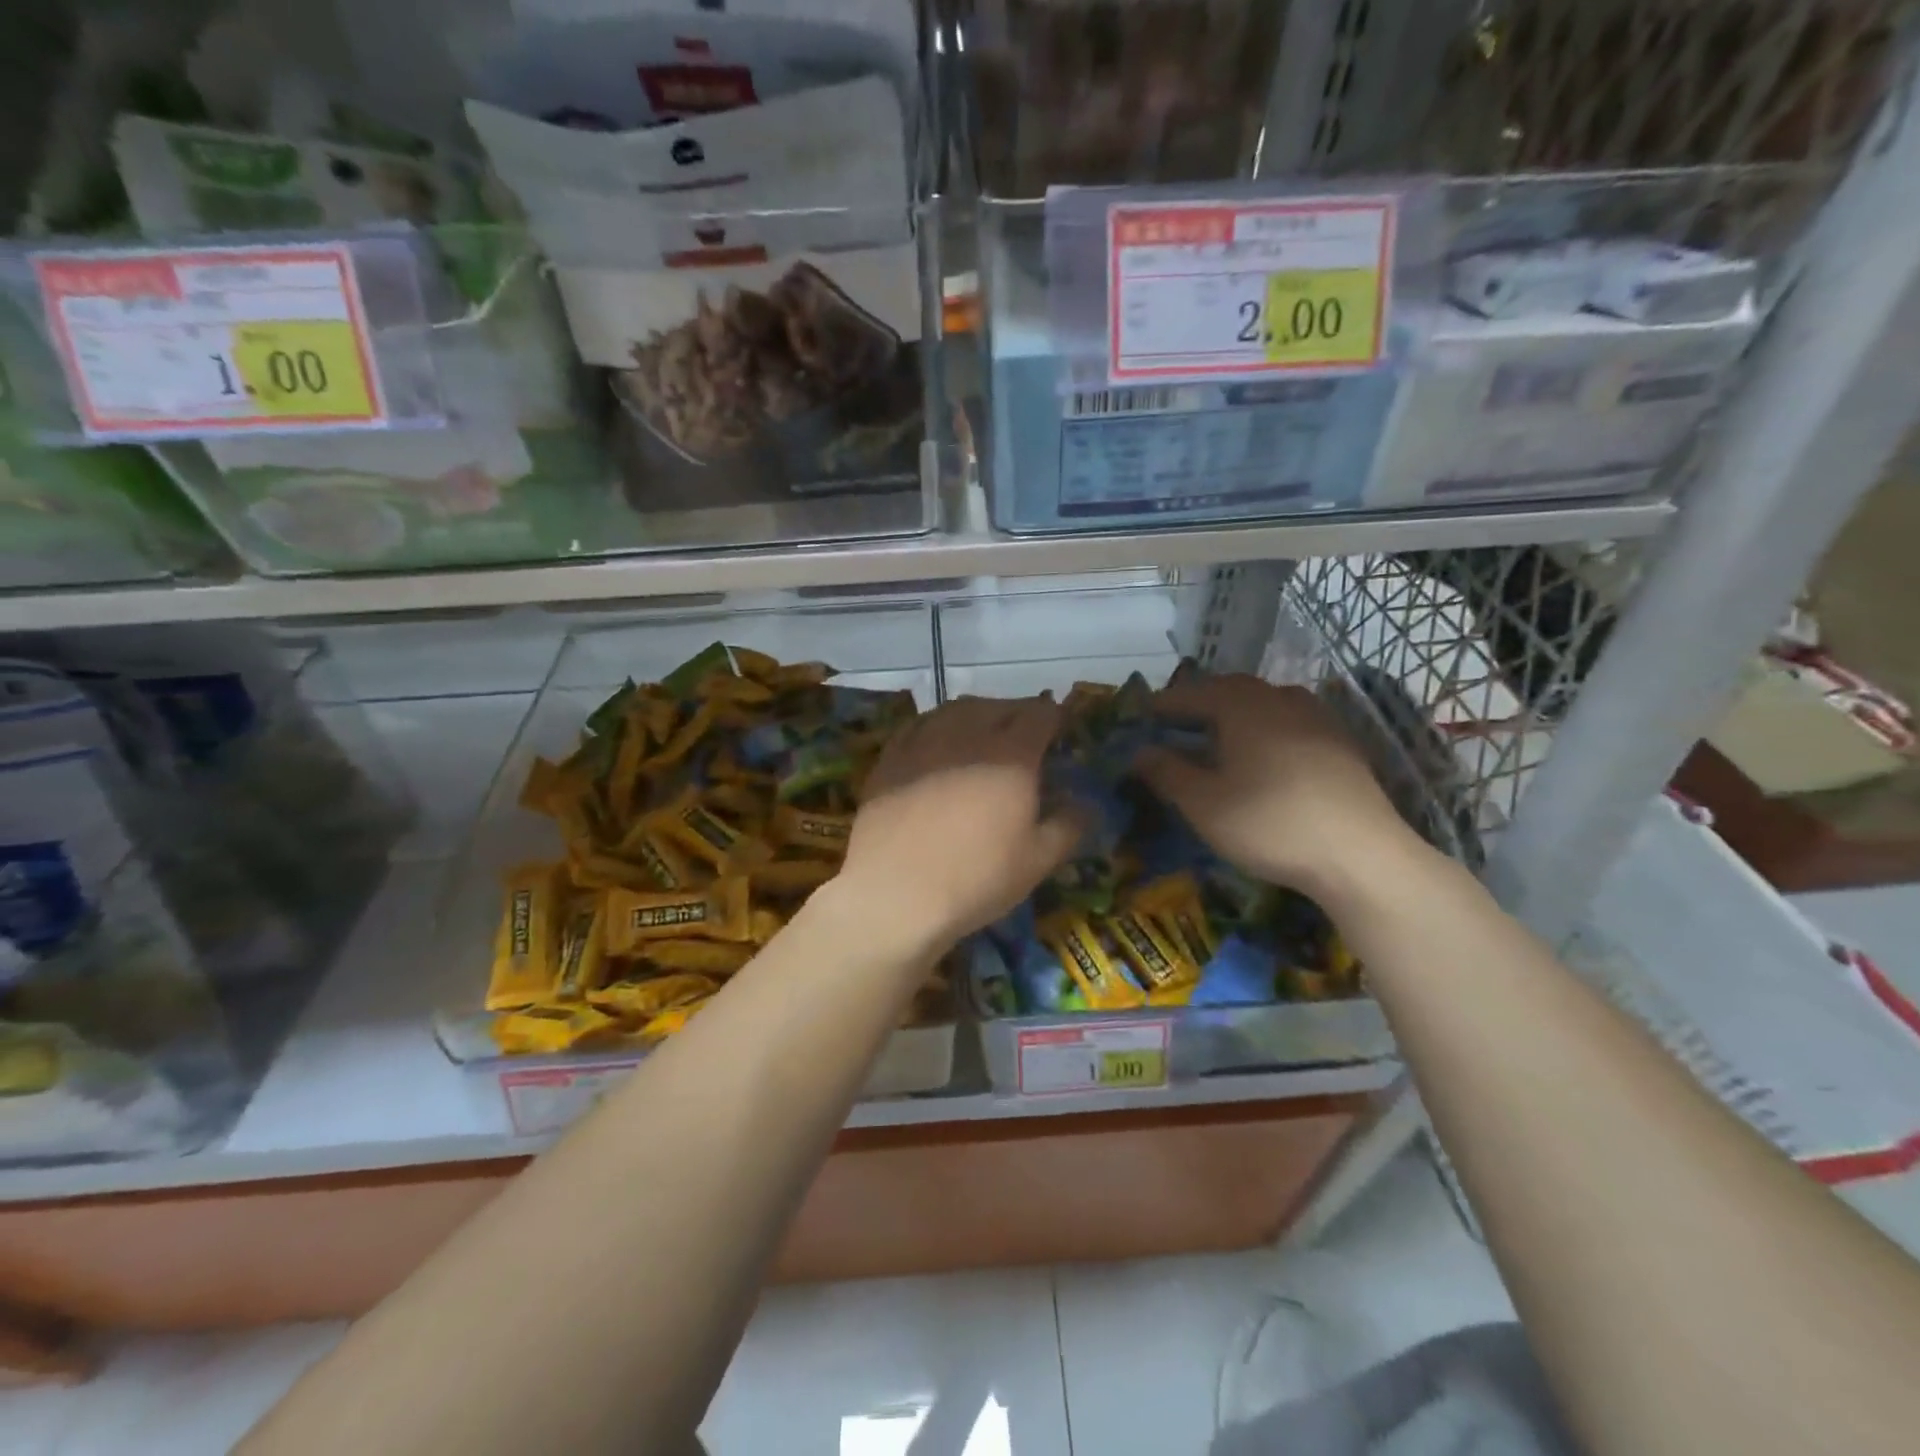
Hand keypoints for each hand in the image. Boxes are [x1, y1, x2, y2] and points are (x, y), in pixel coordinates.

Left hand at [838, 696, 1081, 950]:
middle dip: (1017, 714)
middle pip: (999, 706)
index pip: (1040, 714)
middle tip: (1024, 734)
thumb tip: (1087, 804)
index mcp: (1012, 754)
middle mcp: (969, 734)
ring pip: (956, 709)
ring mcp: (924, 741)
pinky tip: (937, 742)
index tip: (1058, 730)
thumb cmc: (976, 878)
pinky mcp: (891, 756)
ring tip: (982, 731)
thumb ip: (1068, 826)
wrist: (895, 892)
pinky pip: (919, 725)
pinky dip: (938, 725)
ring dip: (977, 714)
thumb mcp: (1037, 861)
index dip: (1053, 717)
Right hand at [1136, 675, 1422, 904]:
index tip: (1143, 714)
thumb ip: (1166, 772)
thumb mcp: (1202, 803)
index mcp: (1243, 706)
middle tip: (1177, 722)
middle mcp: (1281, 699)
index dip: (1165, 704)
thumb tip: (1139, 751)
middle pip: (1232, 690)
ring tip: (1219, 736)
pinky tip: (1264, 756)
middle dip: (1201, 703)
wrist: (1360, 856)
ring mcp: (1318, 719)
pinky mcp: (1341, 745)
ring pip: (1266, 703)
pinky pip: (1291, 723)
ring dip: (1236, 713)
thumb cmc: (1268, 823)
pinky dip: (1266, 729)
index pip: (1193, 693)